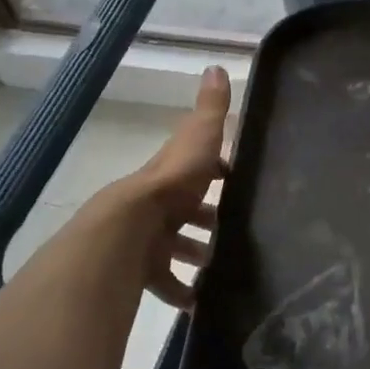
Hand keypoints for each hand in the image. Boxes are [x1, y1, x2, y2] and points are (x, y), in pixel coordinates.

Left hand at [116, 65, 230, 307]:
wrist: (129, 229)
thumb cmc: (172, 183)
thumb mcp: (199, 139)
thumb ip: (210, 110)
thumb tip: (216, 66)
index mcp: (173, 173)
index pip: (197, 168)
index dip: (217, 173)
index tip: (240, 182)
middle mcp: (159, 204)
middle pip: (187, 211)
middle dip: (208, 220)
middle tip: (239, 232)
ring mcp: (149, 238)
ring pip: (177, 247)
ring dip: (197, 255)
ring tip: (226, 267)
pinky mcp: (144, 270)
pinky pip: (166, 283)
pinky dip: (183, 292)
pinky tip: (201, 302)